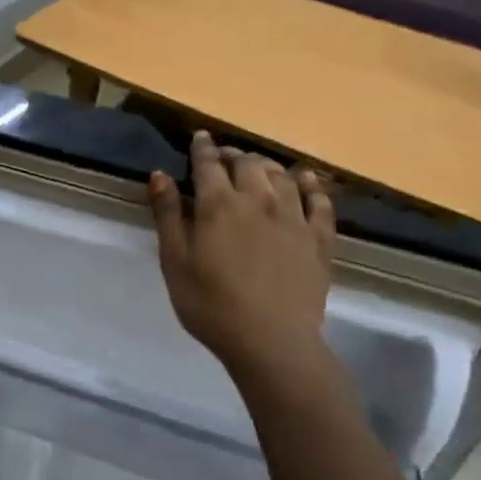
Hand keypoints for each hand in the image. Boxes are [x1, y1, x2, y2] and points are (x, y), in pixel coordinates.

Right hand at [149, 131, 338, 400]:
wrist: (271, 342)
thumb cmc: (210, 304)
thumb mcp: (175, 262)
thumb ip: (168, 215)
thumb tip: (160, 175)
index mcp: (218, 205)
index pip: (209, 164)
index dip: (202, 148)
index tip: (200, 137)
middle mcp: (258, 201)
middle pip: (248, 164)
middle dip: (234, 155)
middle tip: (225, 157)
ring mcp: (293, 219)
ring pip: (282, 176)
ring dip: (267, 165)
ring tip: (258, 166)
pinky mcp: (319, 239)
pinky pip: (320, 202)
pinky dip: (311, 185)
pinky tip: (305, 180)